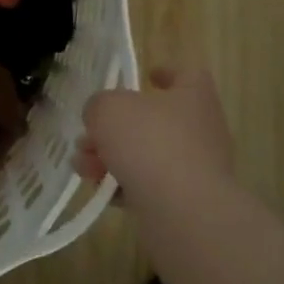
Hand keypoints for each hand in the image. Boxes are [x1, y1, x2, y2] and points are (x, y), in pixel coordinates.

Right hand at [78, 67, 235, 196]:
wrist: (183, 211)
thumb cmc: (150, 144)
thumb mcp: (109, 109)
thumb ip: (99, 105)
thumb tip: (101, 117)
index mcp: (193, 97)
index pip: (188, 74)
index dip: (167, 71)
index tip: (147, 75)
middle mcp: (201, 130)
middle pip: (155, 120)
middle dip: (116, 128)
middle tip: (87, 137)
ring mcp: (196, 168)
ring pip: (147, 155)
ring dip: (112, 158)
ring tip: (82, 166)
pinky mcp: (186, 201)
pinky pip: (150, 186)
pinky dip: (124, 186)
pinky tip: (101, 192)